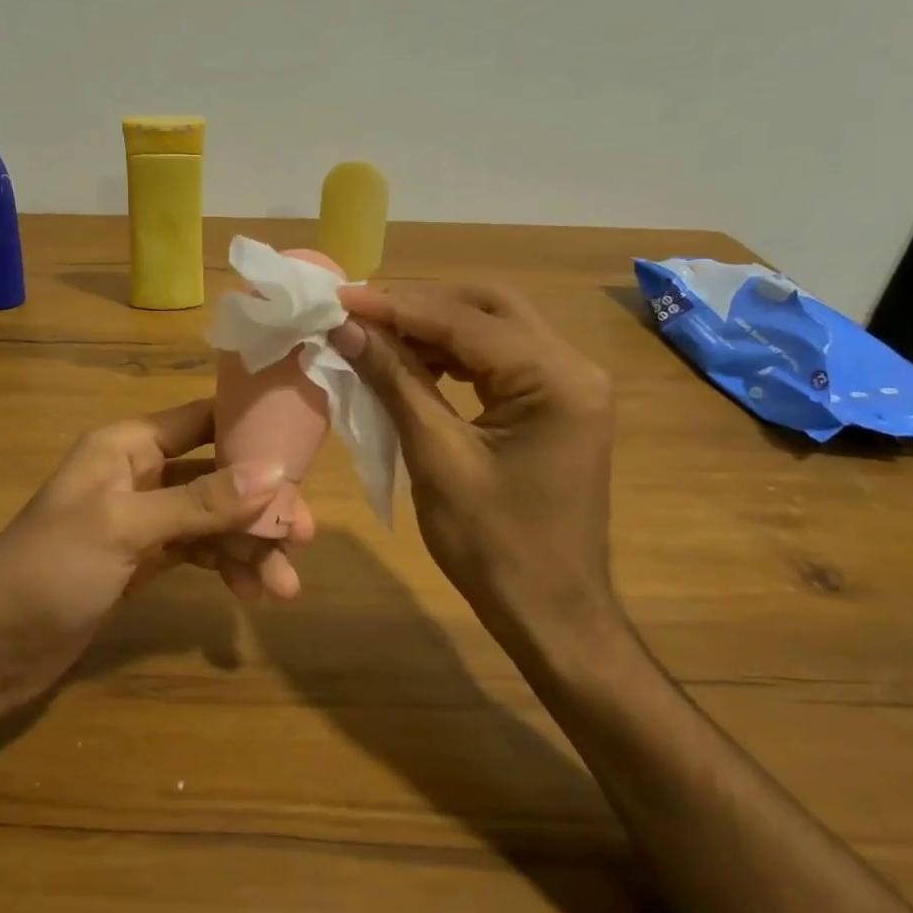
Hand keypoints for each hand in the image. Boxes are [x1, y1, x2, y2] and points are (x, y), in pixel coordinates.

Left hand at [0, 399, 284, 704]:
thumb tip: (275, 472)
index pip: (204, 420)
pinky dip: (225, 567)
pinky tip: (251, 593)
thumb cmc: (50, 569)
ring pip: (212, 520)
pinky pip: (198, 552)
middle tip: (305, 538)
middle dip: (260, 506)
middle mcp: (140, 473)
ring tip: (283, 587)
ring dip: (248, 546)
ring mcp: (143, 519)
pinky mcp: (143, 561)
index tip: (305, 453)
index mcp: (128, 444)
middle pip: (217, 475)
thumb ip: (201, 501)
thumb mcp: (126, 527)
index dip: (253, 432)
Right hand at [332, 282, 620, 646]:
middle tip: (360, 311)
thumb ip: (395, 382)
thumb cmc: (494, 546)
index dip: (397, 307)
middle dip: (420, 304)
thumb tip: (348, 329)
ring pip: (494, 329)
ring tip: (375, 334)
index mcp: (556, 380)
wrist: (551, 613)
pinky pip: (498, 360)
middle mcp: (572, 368)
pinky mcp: (554, 405)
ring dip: (434, 327)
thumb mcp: (437, 458)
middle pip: (489, 307)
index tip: (340, 298)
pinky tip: (412, 363)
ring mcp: (568, 386)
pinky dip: (453, 355)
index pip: (465, 322)